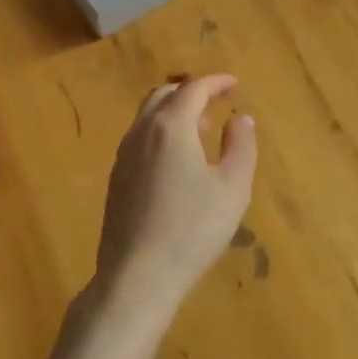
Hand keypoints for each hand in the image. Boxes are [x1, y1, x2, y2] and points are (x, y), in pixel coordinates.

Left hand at [94, 75, 256, 328]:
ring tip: (201, 129)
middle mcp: (142, 132)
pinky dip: (161, 132)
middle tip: (216, 102)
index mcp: (171, 126)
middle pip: (164, 95)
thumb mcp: (233, 188)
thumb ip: (241, 146)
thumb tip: (241, 119)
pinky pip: (140, 138)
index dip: (216, 82)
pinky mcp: (116, 178)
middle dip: (192, 92)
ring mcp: (124, 155)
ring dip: (175, 112)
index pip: (193, 89)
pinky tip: (177, 160)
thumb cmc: (192, 229)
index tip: (234, 83)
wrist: (137, 276)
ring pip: (148, 116)